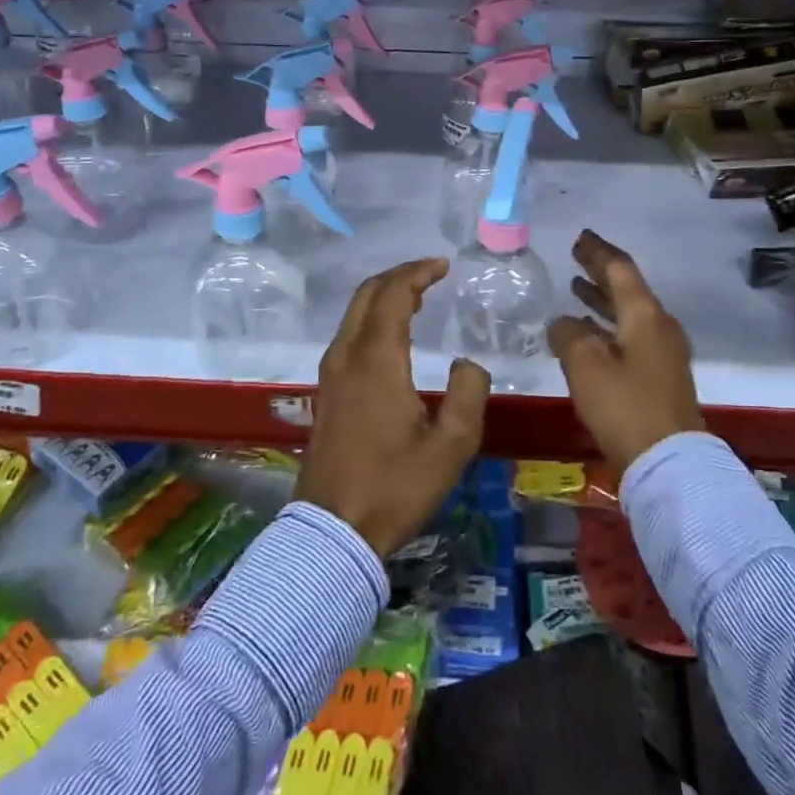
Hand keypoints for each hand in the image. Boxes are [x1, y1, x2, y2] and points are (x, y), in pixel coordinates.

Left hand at [295, 258, 490, 559]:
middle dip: (399, 276)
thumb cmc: (395, 486)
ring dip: (383, 296)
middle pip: (368, 294)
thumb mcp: (451, 446)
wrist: (333, 530)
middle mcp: (348, 354)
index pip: (394, 294)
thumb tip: (468, 364)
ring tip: (416, 298)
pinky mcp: (326, 391)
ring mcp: (331, 372)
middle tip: (430, 273)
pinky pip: (348, 334)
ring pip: (354, 313)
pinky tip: (391, 336)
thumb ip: (468, 394)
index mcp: (377, 358)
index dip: (418, 272)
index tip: (442, 265)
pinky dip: (371, 318)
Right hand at [549, 230, 704, 470]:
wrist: (670, 463)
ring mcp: (663, 354)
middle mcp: (659, 327)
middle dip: (600, 272)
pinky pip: (630, 337)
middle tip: (577, 257)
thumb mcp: (585, 364)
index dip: (598, 251)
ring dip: (602, 300)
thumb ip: (568, 334)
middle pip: (627, 289)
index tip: (580, 237)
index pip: (620, 269)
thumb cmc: (625, 405)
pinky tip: (587, 334)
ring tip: (575, 289)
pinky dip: (607, 327)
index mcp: (645, 315)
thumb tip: (563, 323)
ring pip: (628, 315)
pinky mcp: (660, 379)